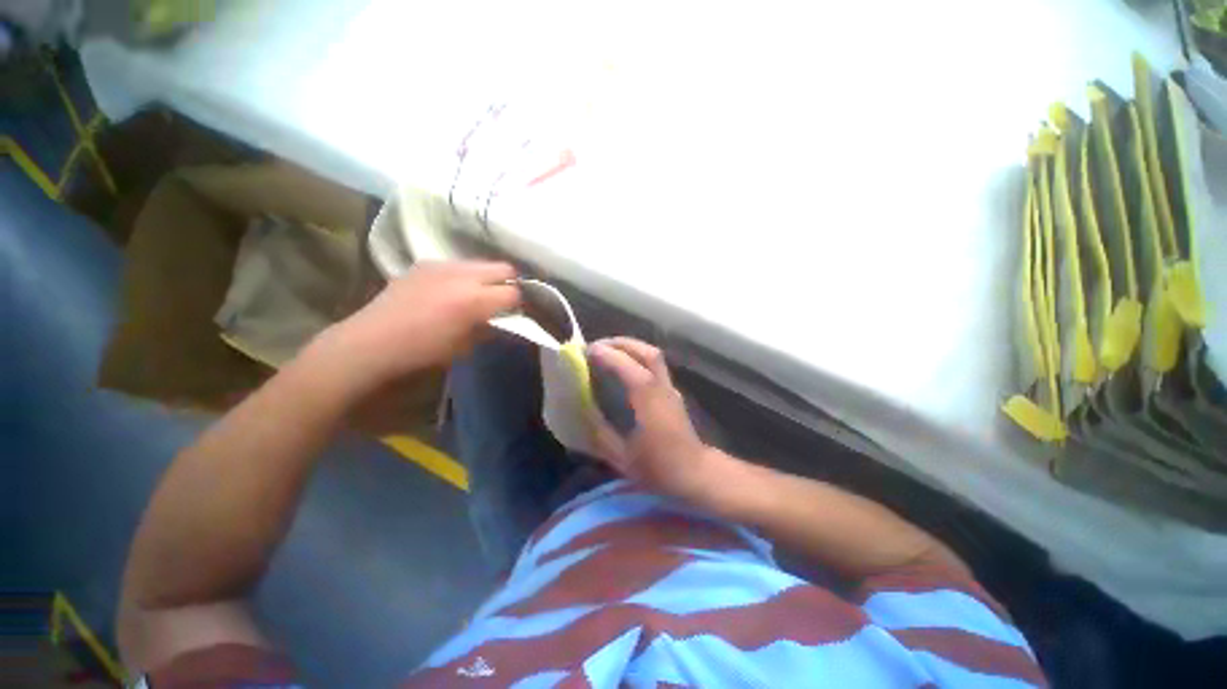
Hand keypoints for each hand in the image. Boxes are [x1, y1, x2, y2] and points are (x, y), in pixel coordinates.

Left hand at [320, 261, 519, 389]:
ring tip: (478, 294)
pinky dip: (465, 276)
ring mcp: (442, 265)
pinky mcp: (425, 264)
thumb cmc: (423, 352)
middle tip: (504, 299)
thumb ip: (490, 327)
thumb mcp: (466, 345)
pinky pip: (457, 265)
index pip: (514, 291)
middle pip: (503, 267)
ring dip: (487, 277)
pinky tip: (452, 291)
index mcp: (475, 300)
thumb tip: (504, 319)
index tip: (517, 312)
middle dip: (509, 282)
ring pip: (481, 263)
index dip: (520, 302)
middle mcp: (462, 275)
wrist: (372, 342)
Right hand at [587, 337, 732, 503]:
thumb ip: (601, 433)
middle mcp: (661, 387)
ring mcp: (670, 388)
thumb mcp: (622, 456)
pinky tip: (626, 369)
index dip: (608, 355)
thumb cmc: (658, 467)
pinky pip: (655, 366)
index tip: (588, 351)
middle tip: (598, 346)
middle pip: (647, 352)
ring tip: (610, 352)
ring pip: (653, 356)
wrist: (694, 473)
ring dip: (631, 349)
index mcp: (647, 399)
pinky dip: (638, 359)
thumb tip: (584, 414)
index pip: (627, 366)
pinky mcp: (672, 393)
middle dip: (621, 343)